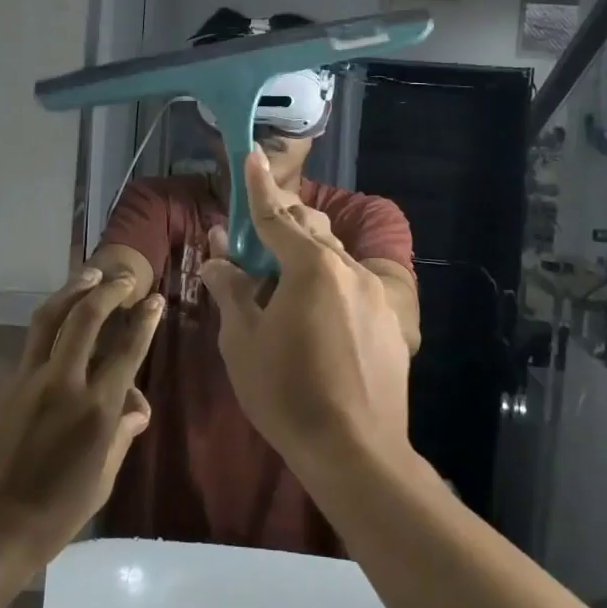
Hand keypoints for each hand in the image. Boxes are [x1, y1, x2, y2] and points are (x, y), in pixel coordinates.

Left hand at [0, 268, 159, 576]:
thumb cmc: (52, 518)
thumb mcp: (101, 483)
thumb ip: (120, 437)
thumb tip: (136, 409)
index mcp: (96, 410)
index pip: (128, 351)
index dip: (144, 321)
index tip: (155, 300)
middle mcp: (64, 384)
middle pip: (87, 318)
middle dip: (109, 290)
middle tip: (124, 277)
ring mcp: (28, 381)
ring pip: (51, 318)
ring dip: (73, 290)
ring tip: (90, 273)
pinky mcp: (3, 386)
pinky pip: (32, 345)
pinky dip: (50, 325)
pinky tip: (59, 322)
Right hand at [198, 148, 410, 470]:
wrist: (356, 451)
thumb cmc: (287, 393)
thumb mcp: (243, 341)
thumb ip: (231, 291)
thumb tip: (216, 260)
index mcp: (310, 267)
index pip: (275, 216)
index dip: (258, 187)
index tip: (252, 155)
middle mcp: (348, 269)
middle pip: (310, 229)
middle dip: (281, 224)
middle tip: (254, 245)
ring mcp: (374, 295)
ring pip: (334, 257)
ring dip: (305, 257)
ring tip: (282, 288)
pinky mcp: (390, 322)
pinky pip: (353, 287)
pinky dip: (329, 287)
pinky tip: (317, 321)